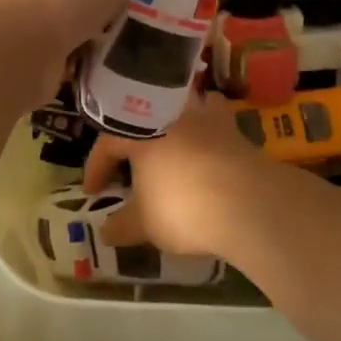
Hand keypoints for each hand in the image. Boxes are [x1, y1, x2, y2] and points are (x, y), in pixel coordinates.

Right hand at [81, 93, 284, 258]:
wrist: (247, 201)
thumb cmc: (184, 207)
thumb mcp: (145, 224)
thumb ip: (122, 226)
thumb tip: (104, 232)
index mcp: (138, 129)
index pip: (107, 143)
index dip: (96, 168)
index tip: (93, 192)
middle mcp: (167, 111)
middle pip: (141, 120)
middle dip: (131, 142)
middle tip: (128, 168)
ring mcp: (202, 113)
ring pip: (177, 109)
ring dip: (168, 125)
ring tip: (166, 147)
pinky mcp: (230, 123)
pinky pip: (210, 116)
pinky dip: (204, 126)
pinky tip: (204, 143)